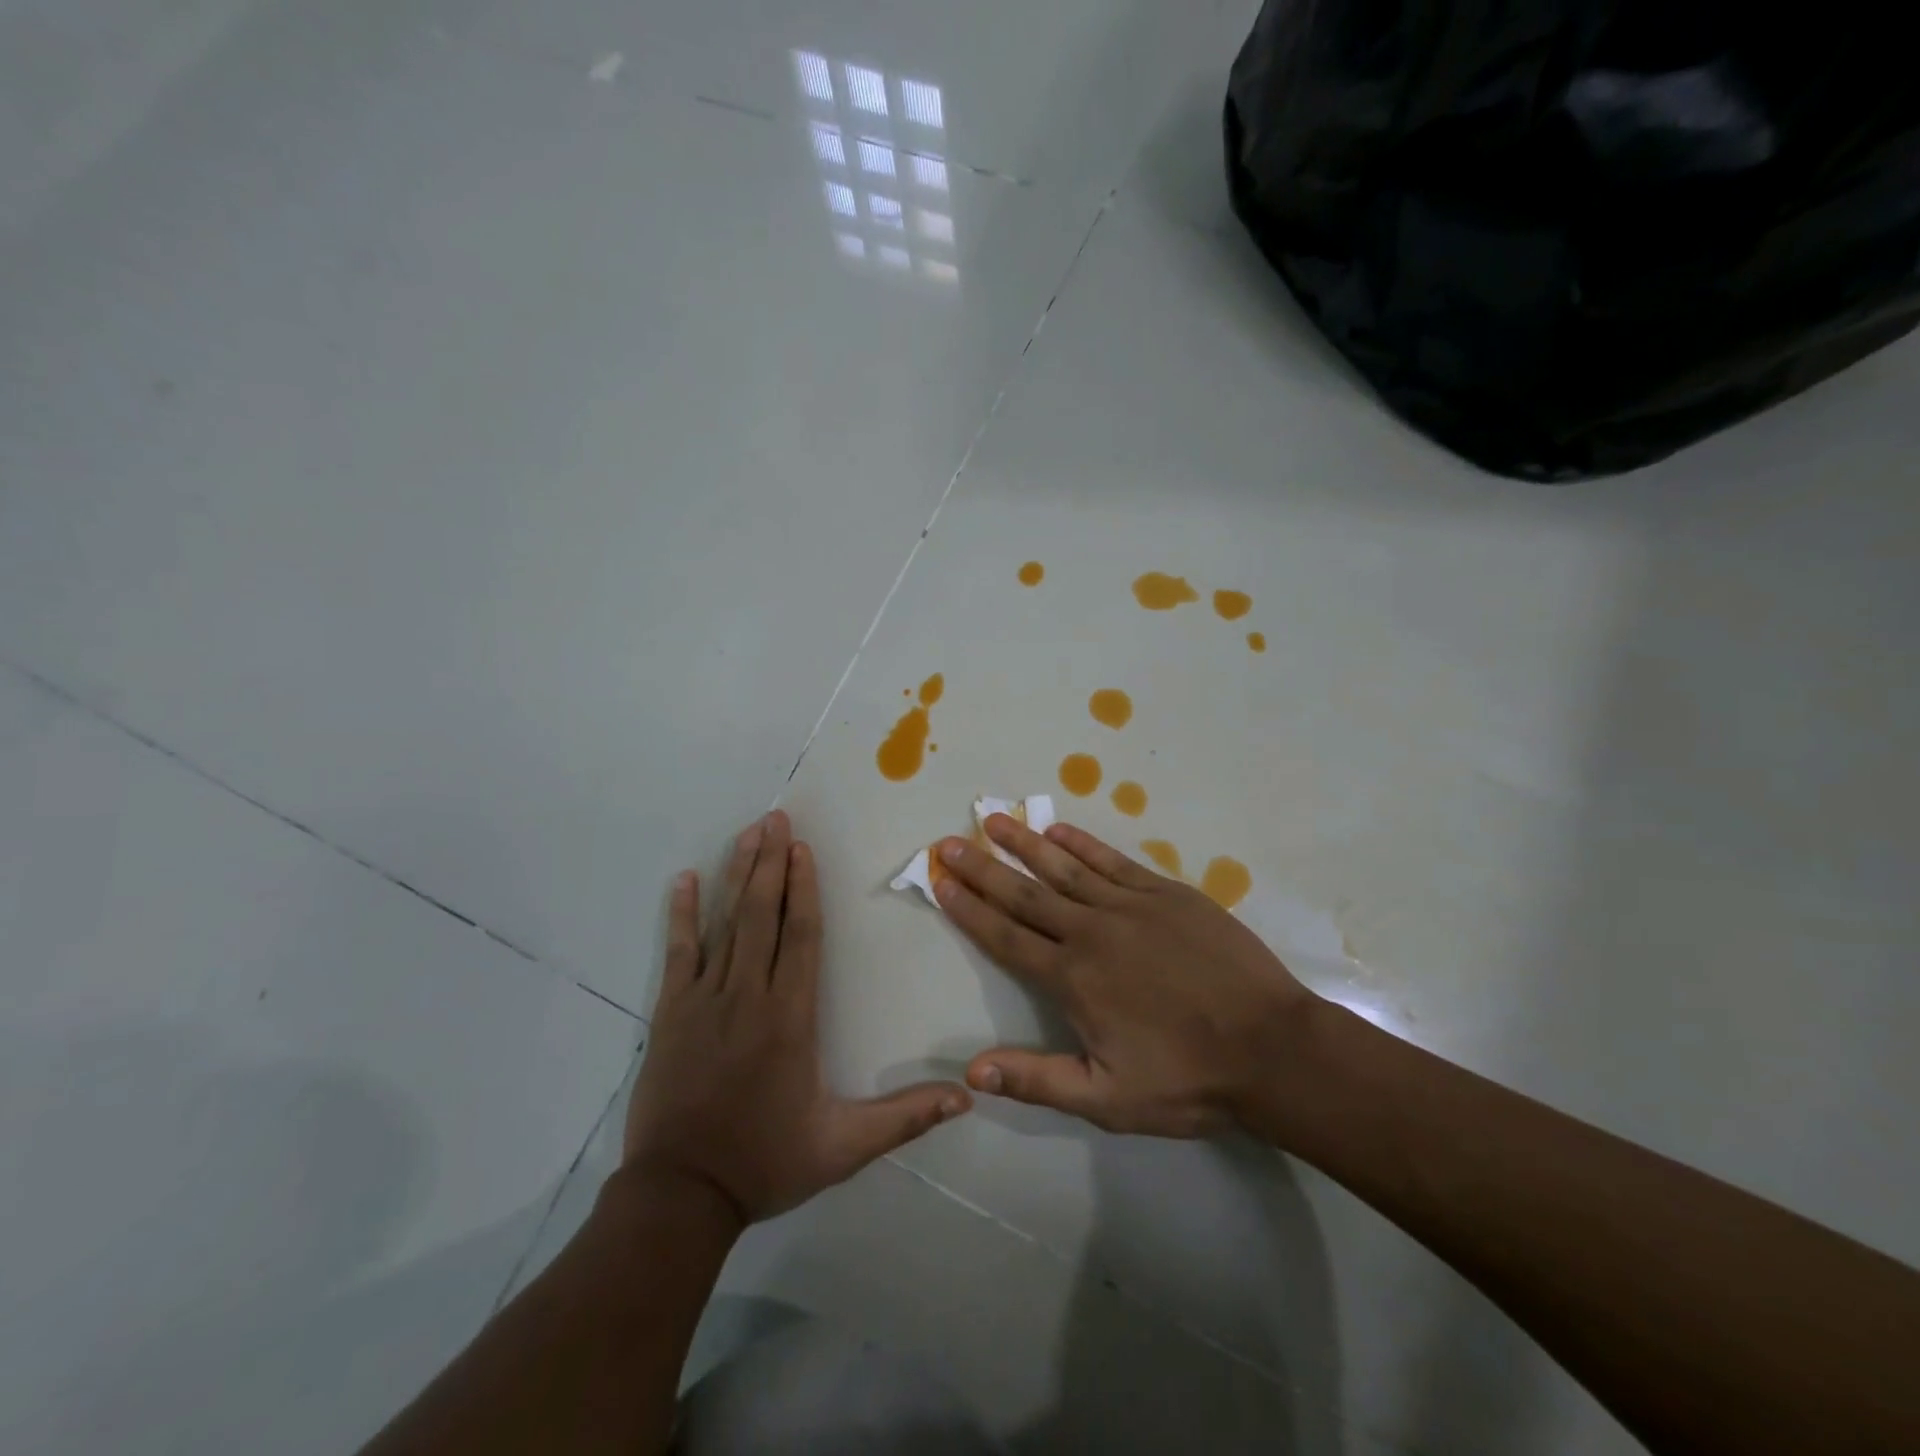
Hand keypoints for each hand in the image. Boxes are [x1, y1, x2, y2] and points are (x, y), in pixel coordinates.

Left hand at [624, 810, 971, 1224]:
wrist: (680, 1197)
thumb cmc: (766, 1162)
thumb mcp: (843, 1147)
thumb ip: (903, 1117)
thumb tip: (966, 1095)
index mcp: (791, 1018)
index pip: (802, 936)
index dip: (804, 888)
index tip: (803, 848)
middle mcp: (749, 995)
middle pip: (763, 915)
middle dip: (770, 863)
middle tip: (775, 818)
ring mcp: (704, 1000)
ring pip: (725, 924)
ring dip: (737, 875)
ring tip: (746, 833)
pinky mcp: (671, 1013)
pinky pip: (677, 952)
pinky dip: (680, 915)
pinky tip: (684, 880)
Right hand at [933, 815, 1314, 1136]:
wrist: (1272, 1048)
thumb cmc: (1188, 1078)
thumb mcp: (1108, 1099)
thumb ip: (1037, 1079)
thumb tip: (971, 1070)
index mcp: (1072, 978)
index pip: (1005, 936)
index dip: (969, 909)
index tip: (941, 881)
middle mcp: (1091, 932)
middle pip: (1025, 893)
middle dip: (983, 868)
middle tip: (949, 842)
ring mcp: (1130, 906)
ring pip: (1064, 868)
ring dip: (1024, 843)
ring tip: (993, 820)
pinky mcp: (1167, 893)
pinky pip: (1113, 861)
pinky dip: (1082, 844)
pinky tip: (1059, 831)